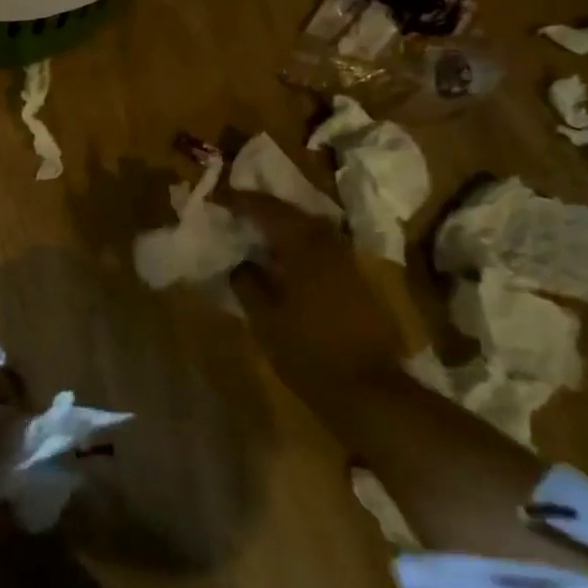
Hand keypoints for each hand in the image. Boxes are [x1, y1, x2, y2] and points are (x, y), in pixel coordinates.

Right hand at [223, 191, 425, 383]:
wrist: (369, 389)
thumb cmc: (308, 352)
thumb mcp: (264, 320)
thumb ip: (248, 283)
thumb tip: (241, 263)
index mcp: (303, 247)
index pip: (267, 210)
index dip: (240, 201)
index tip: (218, 198)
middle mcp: (328, 244)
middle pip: (293, 214)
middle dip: (263, 209)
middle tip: (236, 210)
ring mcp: (347, 262)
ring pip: (310, 230)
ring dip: (283, 226)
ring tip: (257, 232)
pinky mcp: (357, 281)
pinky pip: (322, 248)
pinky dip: (299, 245)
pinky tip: (285, 260)